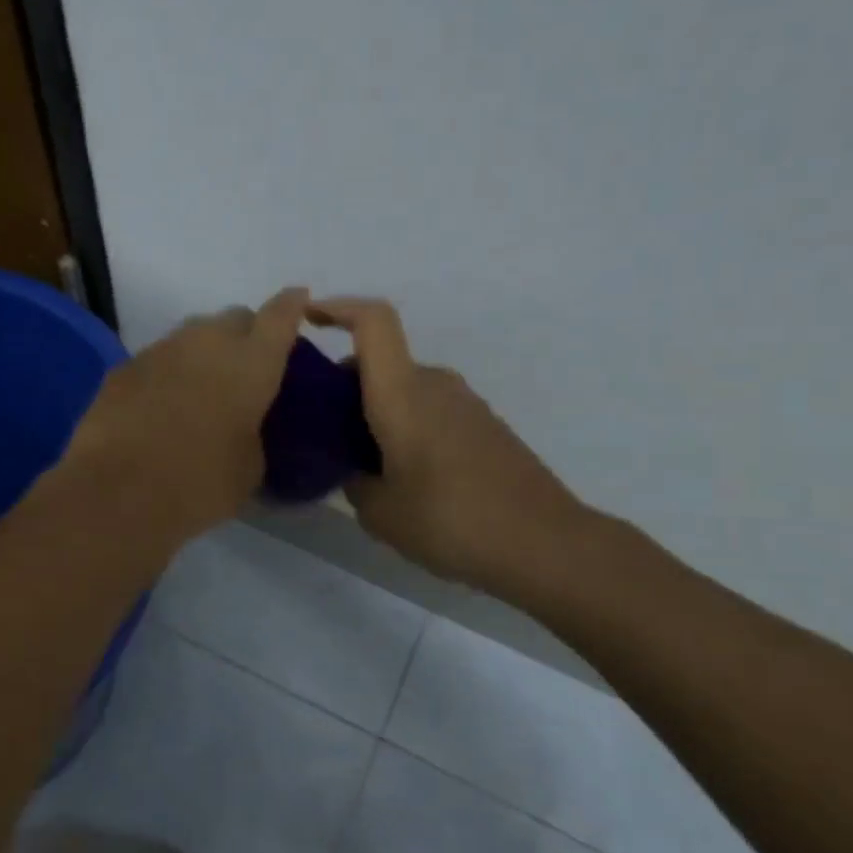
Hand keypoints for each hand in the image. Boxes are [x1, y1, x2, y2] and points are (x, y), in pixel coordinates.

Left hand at [64, 287, 309, 540]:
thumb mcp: (249, 468)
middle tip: (246, 369)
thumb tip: (241, 428)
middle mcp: (207, 342)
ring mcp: (161, 349)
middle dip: (247, 334)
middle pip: (235, 318)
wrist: (116, 491)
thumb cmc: (199, 483)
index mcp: (252, 362)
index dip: (292, 306)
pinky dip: (169, 373)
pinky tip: (163, 406)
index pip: (281, 315)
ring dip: (205, 353)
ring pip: (194, 334)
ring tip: (203, 389)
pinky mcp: (124, 367)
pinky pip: (159, 359)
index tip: (299, 300)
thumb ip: (254, 434)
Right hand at [308, 297, 594, 597]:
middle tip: (324, 432)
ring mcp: (465, 404)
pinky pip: (431, 410)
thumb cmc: (452, 521)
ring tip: (363, 464)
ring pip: (406, 390)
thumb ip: (355, 483)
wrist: (545, 544)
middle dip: (346, 386)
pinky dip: (407, 427)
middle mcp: (434, 385)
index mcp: (403, 394)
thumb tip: (357, 471)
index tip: (308, 319)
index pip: (372, 322)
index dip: (337, 308)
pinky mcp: (486, 426)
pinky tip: (405, 477)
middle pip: (381, 363)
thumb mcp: (381, 514)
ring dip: (377, 412)